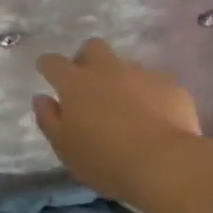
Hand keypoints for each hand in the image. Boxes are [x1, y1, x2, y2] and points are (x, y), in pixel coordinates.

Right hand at [34, 39, 204, 204]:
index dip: (48, 65)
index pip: (53, 63)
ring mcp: (142, 74)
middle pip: (93, 47)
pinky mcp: (170, 85)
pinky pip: (155, 83)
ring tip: (126, 108)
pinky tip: (155, 117)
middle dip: (86, 59)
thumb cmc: (105, 160)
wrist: (165, 164)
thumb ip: (49, 119)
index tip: (46, 71)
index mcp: (75, 83)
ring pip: (126, 66)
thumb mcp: (65, 148)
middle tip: (88, 85)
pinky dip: (150, 95)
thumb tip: (41, 98)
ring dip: (121, 80)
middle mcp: (107, 69)